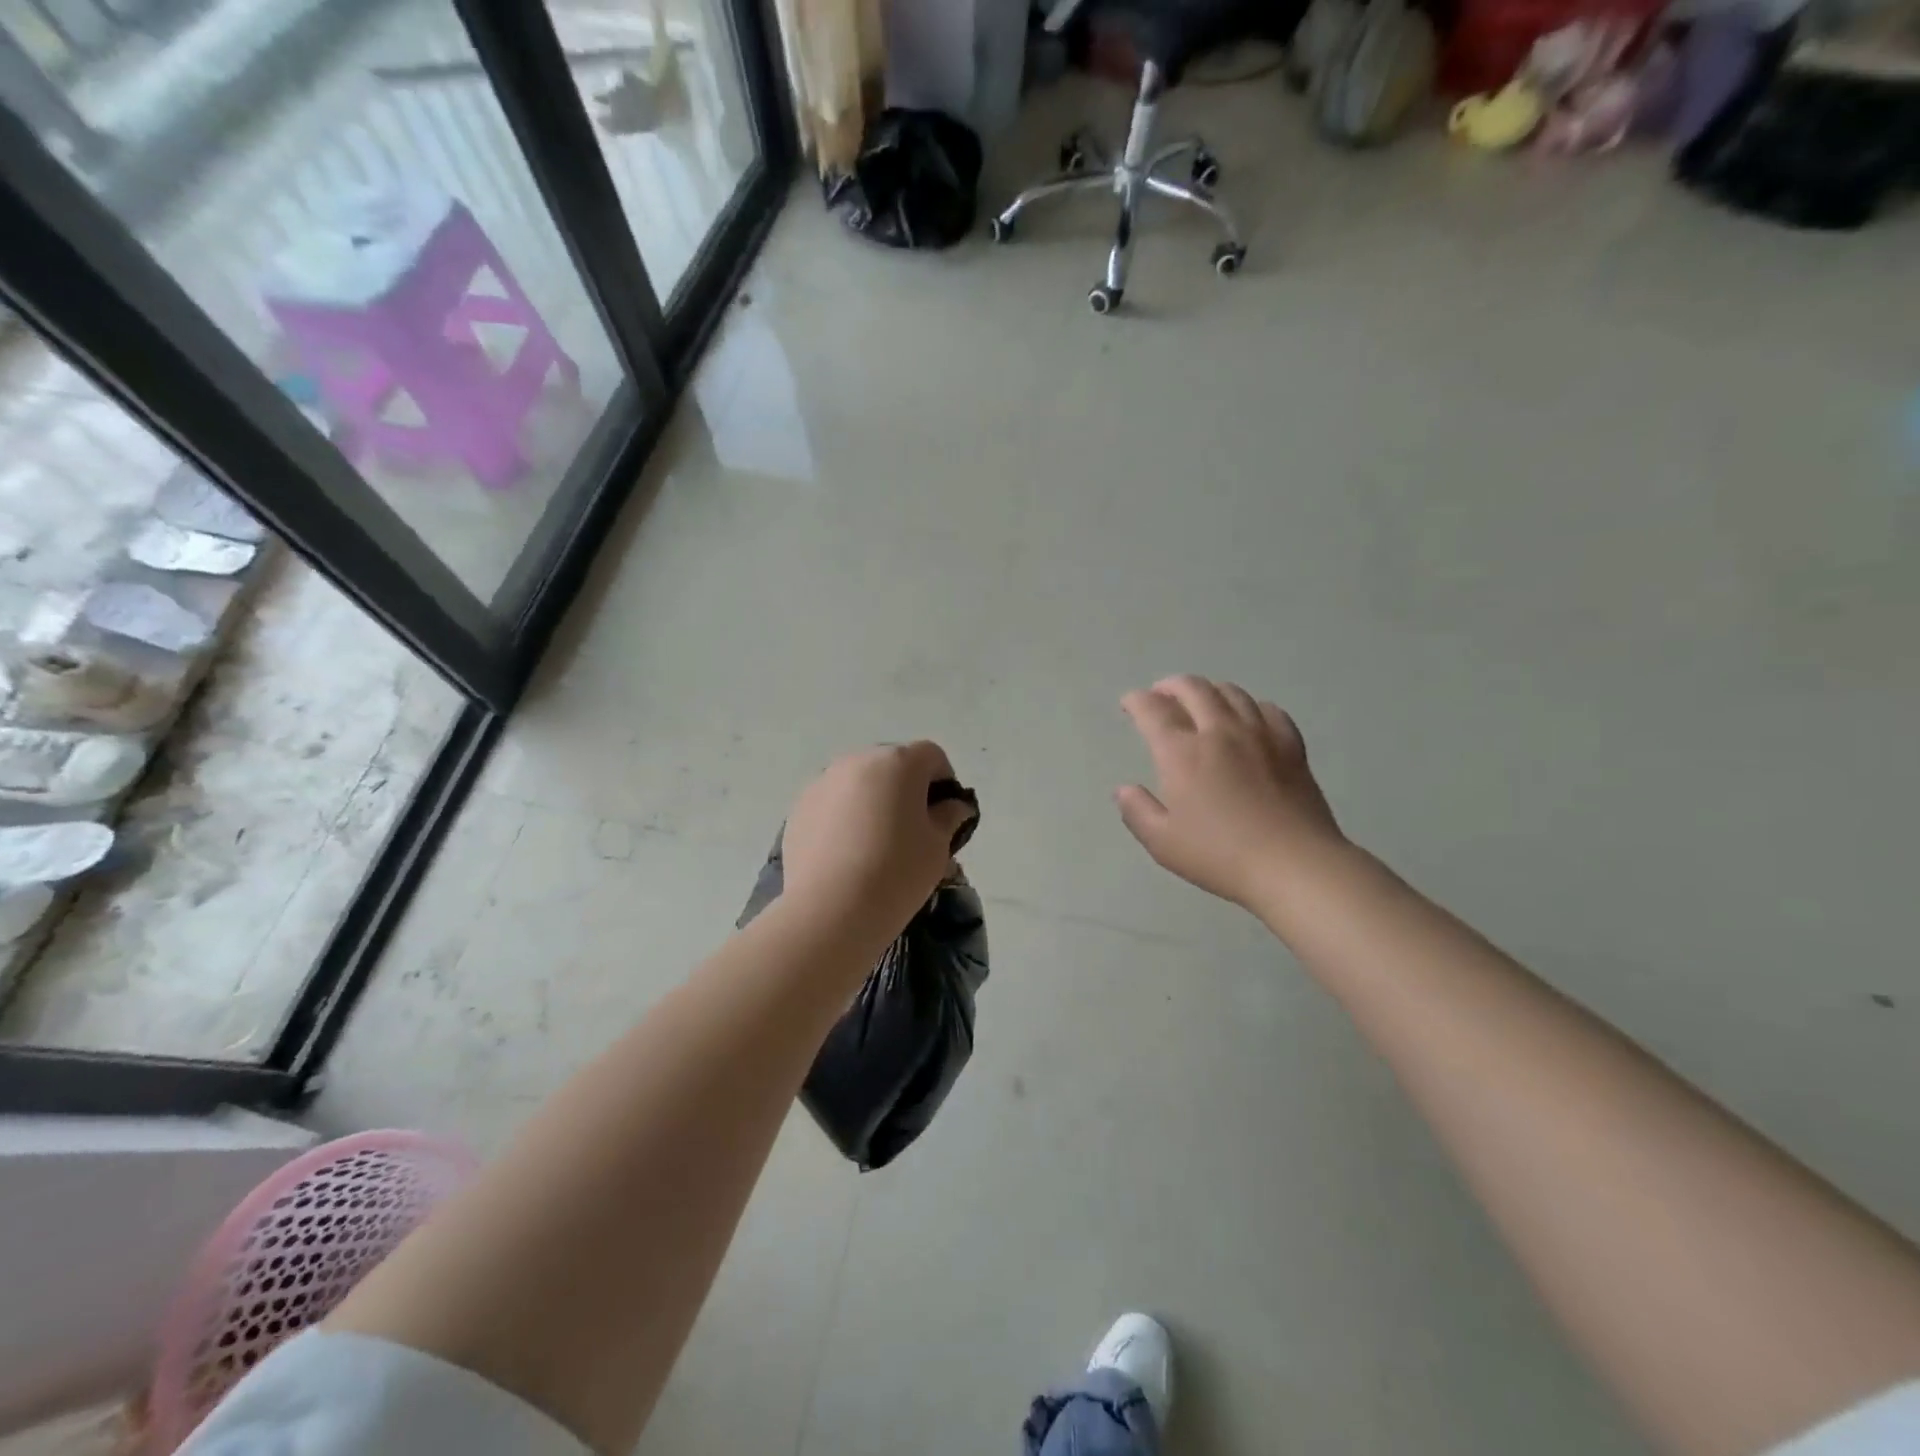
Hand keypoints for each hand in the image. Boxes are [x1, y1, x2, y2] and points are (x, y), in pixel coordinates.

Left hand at [781, 742, 976, 941]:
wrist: (830, 910)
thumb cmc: (896, 872)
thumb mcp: (937, 847)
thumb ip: (948, 817)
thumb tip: (952, 806)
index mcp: (899, 763)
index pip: (931, 755)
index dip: (944, 780)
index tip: (944, 813)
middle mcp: (858, 761)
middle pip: (892, 764)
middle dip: (906, 788)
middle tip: (912, 829)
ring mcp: (824, 781)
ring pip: (859, 781)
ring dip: (873, 800)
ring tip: (875, 843)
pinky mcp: (800, 806)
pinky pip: (833, 801)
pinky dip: (845, 816)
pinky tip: (847, 853)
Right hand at [1116, 675, 1345, 913]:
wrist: (1293, 864)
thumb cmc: (1220, 855)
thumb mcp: (1163, 843)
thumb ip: (1137, 812)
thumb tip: (1123, 790)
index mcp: (1182, 753)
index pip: (1153, 710)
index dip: (1136, 701)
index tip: (1129, 704)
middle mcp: (1219, 731)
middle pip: (1194, 689)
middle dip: (1171, 685)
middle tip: (1161, 694)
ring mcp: (1259, 735)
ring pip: (1232, 693)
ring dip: (1209, 690)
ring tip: (1201, 700)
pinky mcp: (1291, 747)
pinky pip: (1269, 710)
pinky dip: (1250, 706)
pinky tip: (1248, 717)